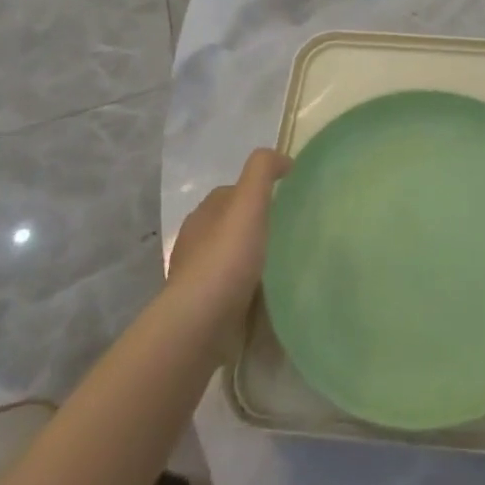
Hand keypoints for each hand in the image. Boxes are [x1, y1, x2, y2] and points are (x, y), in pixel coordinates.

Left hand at [167, 148, 291, 322]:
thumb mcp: (249, 201)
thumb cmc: (226, 258)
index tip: (285, 201)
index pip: (231, 194)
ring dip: (251, 260)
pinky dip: (247, 289)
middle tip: (289, 233)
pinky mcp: (203, 310)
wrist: (199, 325)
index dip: (256, 192)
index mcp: (204, 214)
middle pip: (230, 226)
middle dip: (254, 227)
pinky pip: (231, 291)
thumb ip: (263, 170)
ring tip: (284, 266)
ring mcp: (196, 278)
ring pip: (230, 259)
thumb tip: (283, 160)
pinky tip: (267, 296)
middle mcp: (195, 242)